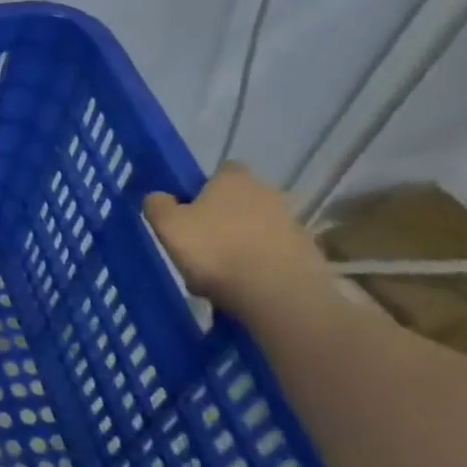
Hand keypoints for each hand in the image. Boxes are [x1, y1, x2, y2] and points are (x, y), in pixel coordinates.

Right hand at [143, 163, 328, 309]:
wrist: (279, 295)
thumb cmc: (216, 250)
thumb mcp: (168, 225)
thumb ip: (158, 205)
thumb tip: (160, 198)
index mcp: (235, 179)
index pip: (223, 171)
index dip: (206, 188)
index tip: (191, 211)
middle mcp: (269, 193)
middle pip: (241, 202)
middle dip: (224, 220)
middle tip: (202, 247)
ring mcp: (293, 225)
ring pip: (256, 231)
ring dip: (241, 246)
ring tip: (220, 277)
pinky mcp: (308, 256)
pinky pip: (274, 257)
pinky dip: (259, 268)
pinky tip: (243, 290)